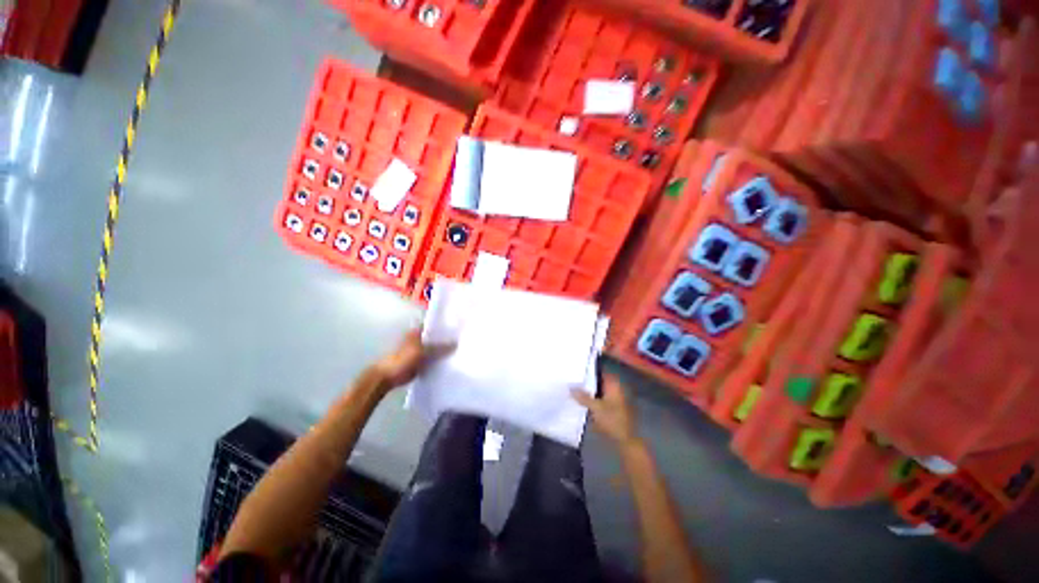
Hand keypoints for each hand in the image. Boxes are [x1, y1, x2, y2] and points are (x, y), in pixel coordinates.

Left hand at [372, 329, 454, 388]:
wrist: (387, 377)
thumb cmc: (402, 360)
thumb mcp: (422, 352)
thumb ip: (439, 348)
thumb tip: (456, 343)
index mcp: (417, 331)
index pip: (434, 325)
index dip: (445, 326)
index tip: (459, 328)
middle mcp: (419, 338)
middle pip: (436, 337)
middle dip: (447, 339)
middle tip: (463, 340)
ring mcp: (419, 350)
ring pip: (435, 348)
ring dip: (444, 350)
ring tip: (460, 350)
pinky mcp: (419, 362)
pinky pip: (432, 359)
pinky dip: (439, 360)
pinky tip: (450, 362)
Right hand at [572, 374, 639, 447]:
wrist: (626, 441)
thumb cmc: (612, 420)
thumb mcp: (595, 408)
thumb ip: (583, 396)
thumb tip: (570, 387)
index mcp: (614, 386)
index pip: (601, 371)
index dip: (590, 370)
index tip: (578, 369)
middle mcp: (616, 390)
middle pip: (599, 382)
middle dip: (588, 381)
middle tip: (573, 379)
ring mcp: (615, 400)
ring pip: (599, 391)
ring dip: (589, 392)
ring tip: (574, 390)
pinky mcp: (613, 410)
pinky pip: (601, 400)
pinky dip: (593, 400)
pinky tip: (582, 403)